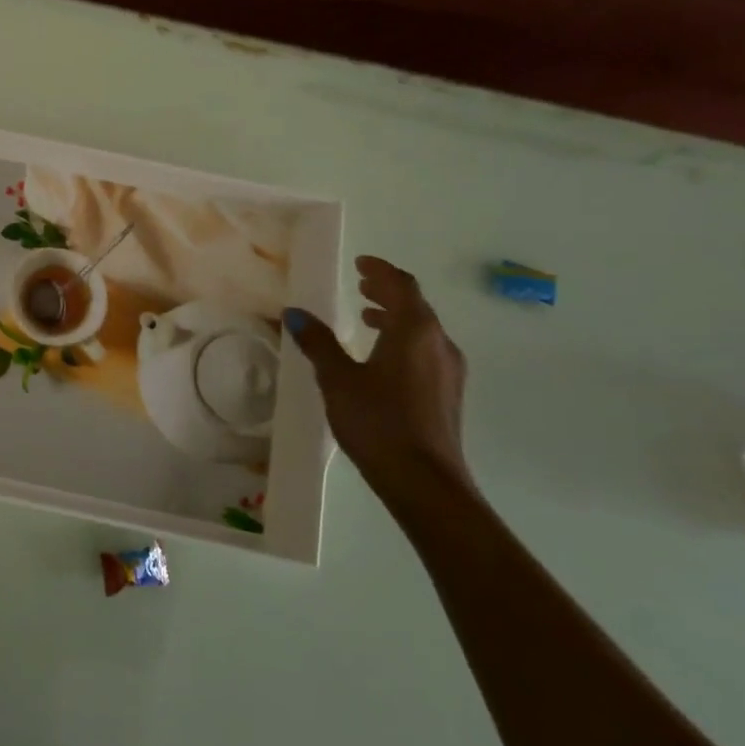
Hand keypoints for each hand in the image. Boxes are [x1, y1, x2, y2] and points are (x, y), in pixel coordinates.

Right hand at [283, 257, 470, 490]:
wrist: (424, 482)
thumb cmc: (378, 422)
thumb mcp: (338, 379)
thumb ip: (318, 343)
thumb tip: (295, 313)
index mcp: (415, 331)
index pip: (402, 286)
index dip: (381, 271)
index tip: (361, 263)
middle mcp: (439, 344)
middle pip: (416, 306)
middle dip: (387, 292)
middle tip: (361, 285)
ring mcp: (449, 371)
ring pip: (422, 330)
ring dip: (395, 318)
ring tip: (366, 318)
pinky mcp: (447, 394)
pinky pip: (425, 351)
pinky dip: (403, 340)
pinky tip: (381, 358)